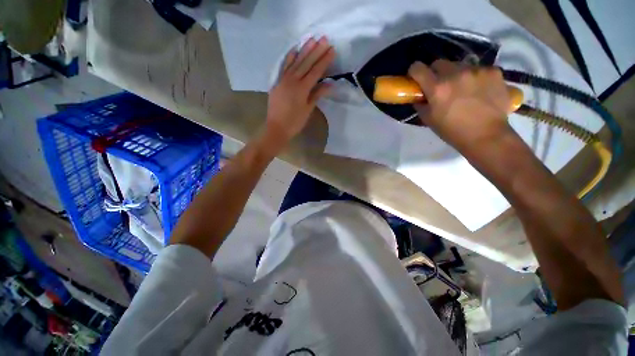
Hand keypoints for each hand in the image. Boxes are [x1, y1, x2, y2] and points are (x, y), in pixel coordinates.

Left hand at [265, 37, 334, 147]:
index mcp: (302, 88)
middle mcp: (293, 80)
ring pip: (295, 61)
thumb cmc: (294, 122)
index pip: (316, 71)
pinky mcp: (277, 82)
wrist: (276, 128)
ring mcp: (283, 79)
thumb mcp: (308, 110)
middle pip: (306, 63)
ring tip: (312, 39)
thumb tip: (329, 84)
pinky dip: (289, 57)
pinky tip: (294, 49)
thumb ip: (317, 95)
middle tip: (324, 38)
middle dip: (316, 50)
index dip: (324, 60)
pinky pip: (284, 66)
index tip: (332, 50)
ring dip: (304, 50)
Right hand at [408, 60, 511, 151]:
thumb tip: (419, 97)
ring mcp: (477, 70)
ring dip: (457, 75)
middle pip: (439, 63)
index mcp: (437, 88)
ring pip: (460, 65)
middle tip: (440, 86)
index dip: (414, 72)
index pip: (418, 68)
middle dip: (436, 73)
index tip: (416, 78)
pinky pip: (479, 69)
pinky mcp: (493, 71)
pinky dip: (475, 78)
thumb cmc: (452, 131)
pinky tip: (479, 90)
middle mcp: (456, 74)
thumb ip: (421, 105)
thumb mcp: (429, 120)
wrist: (486, 136)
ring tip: (463, 89)